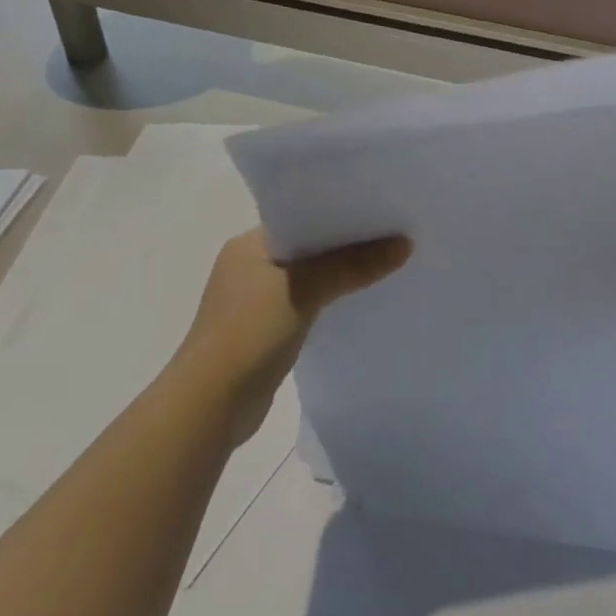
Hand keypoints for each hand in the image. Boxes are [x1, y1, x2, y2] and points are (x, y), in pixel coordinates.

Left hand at [176, 227, 410, 438]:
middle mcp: (250, 267)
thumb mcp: (304, 290)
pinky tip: (362, 300)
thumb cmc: (248, 335)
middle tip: (394, 233)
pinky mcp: (267, 331)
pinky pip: (309, 303)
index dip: (340, 212)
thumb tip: (406, 244)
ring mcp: (256, 301)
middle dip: (347, 243)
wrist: (209, 407)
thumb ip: (353, 265)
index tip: (381, 208)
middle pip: (309, 246)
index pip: (302, 216)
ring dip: (341, 274)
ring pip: (311, 276)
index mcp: (248, 245)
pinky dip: (332, 300)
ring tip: (388, 263)